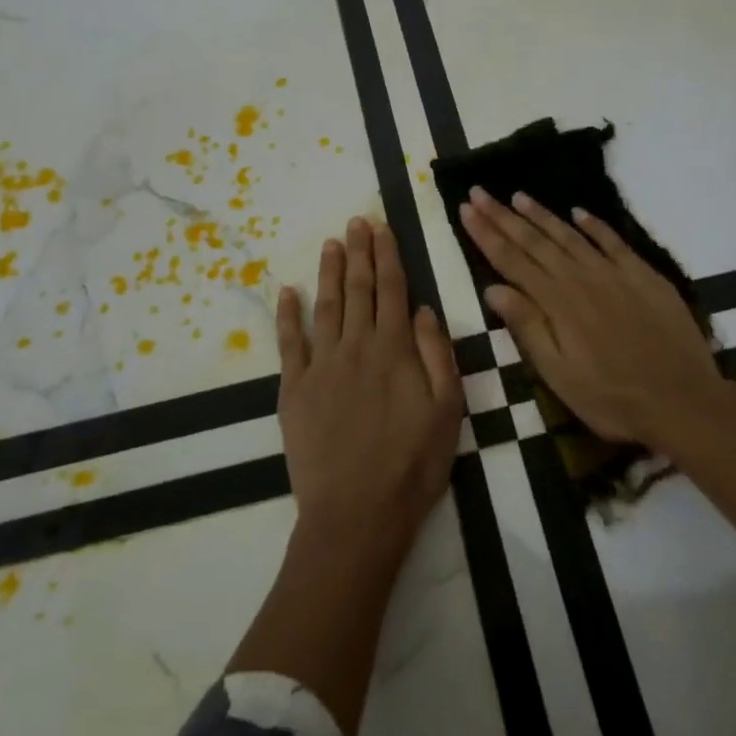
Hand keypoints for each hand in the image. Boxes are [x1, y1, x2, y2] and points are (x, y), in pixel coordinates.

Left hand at [277, 217, 464, 556]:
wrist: (356, 514)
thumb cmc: (412, 465)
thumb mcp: (448, 411)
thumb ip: (438, 355)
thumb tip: (424, 309)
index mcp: (394, 350)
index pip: (392, 289)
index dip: (387, 255)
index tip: (382, 227)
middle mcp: (356, 347)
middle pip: (357, 289)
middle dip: (358, 251)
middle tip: (356, 220)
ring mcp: (321, 366)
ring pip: (325, 306)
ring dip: (328, 271)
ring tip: (330, 242)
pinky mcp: (294, 389)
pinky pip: (289, 343)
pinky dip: (287, 314)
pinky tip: (287, 292)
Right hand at [458, 189, 733, 451]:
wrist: (684, 401)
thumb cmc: (613, 399)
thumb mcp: (559, 376)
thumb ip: (527, 328)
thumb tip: (492, 288)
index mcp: (557, 303)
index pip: (512, 260)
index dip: (486, 234)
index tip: (466, 209)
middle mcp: (581, 279)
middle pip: (535, 241)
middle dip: (503, 215)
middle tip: (480, 192)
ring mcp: (614, 273)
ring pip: (570, 235)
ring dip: (542, 215)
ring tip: (518, 196)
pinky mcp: (644, 276)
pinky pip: (613, 241)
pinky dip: (594, 224)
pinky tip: (579, 212)